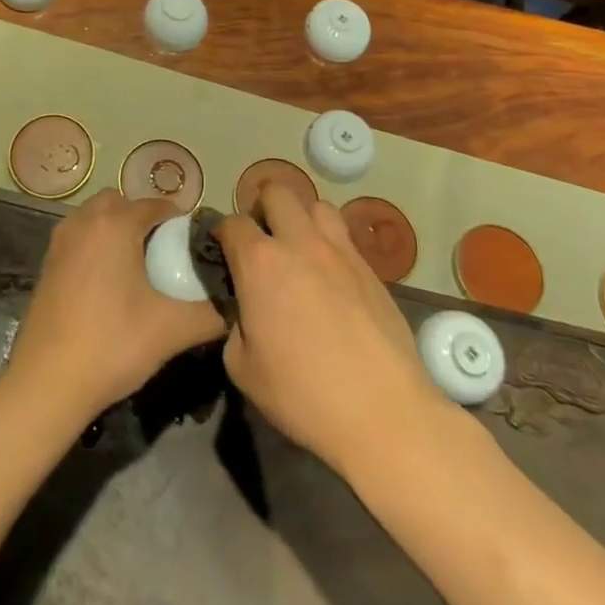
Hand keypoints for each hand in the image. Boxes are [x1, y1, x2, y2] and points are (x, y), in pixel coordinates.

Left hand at [4, 191, 224, 423]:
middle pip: (121, 203)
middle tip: (164, 252)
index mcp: (116, 224)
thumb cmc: (113, 345)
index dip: (179, 221)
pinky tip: (108, 284)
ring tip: (137, 267)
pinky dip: (95, 245)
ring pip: (95, 217)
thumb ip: (212, 313)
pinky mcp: (46, 263)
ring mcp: (60, 241)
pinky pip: (79, 237)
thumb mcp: (173, 330)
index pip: (156, 205)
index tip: (194, 246)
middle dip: (143, 218)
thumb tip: (236, 305)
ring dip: (116, 229)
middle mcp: (85, 221)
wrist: (47, 382)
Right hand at [215, 184, 447, 477]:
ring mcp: (340, 251)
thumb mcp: (243, 367)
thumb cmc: (303, 394)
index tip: (221, 250)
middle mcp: (300, 243)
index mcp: (260, 263)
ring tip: (298, 248)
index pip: (232, 223)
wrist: (383, 412)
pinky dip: (330, 245)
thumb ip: (235, 325)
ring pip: (317, 205)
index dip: (222, 233)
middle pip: (277, 192)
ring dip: (301, 218)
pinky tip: (330, 278)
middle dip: (262, 207)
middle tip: (260, 239)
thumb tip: (246, 311)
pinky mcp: (371, 269)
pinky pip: (345, 237)